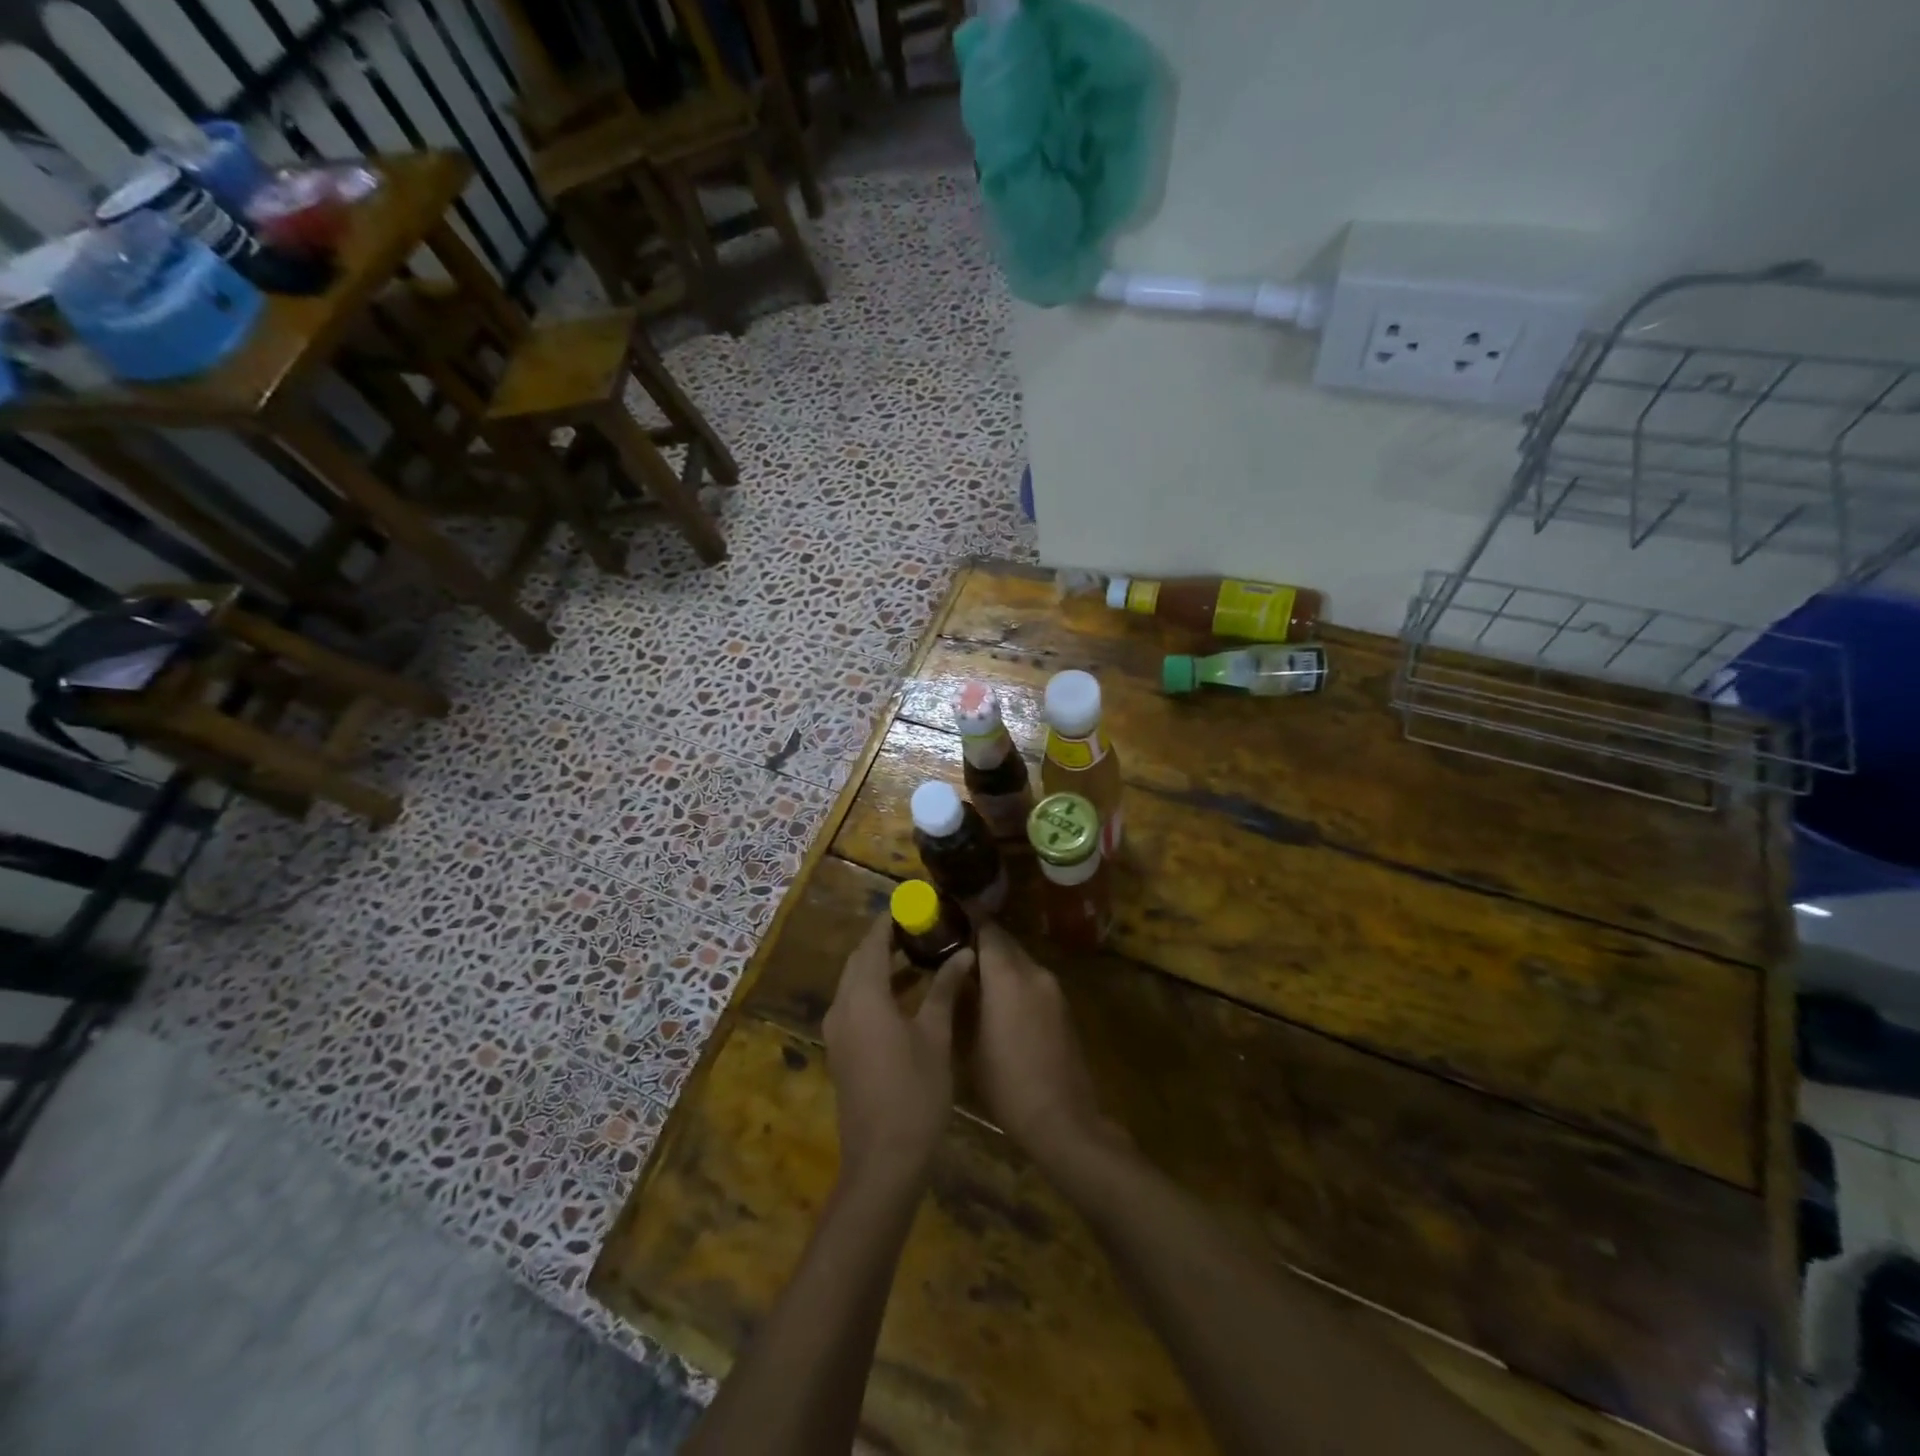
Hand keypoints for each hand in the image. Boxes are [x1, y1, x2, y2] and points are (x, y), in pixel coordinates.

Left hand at [823, 915, 975, 1189]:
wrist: (883, 1161)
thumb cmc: (915, 1092)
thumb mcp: (935, 1035)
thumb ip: (944, 988)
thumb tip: (963, 953)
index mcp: (862, 996)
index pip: (872, 941)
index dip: (891, 919)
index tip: (915, 904)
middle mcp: (842, 1006)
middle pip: (860, 960)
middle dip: (887, 940)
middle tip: (923, 927)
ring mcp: (838, 1031)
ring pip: (856, 983)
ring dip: (883, 966)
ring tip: (921, 954)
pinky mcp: (842, 1050)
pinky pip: (856, 1004)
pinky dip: (878, 990)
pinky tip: (908, 995)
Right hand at [972, 921, 1125, 1172]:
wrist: (1062, 1119)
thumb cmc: (1006, 1084)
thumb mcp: (969, 1044)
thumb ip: (961, 1001)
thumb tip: (954, 976)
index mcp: (1007, 976)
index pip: (987, 929)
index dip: (967, 918)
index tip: (948, 913)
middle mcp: (1034, 972)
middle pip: (1005, 942)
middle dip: (980, 940)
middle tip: (953, 946)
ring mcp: (1053, 989)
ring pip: (1020, 961)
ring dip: (998, 962)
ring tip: (972, 974)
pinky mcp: (1064, 1007)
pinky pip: (1033, 980)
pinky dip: (1014, 980)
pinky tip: (998, 1000)